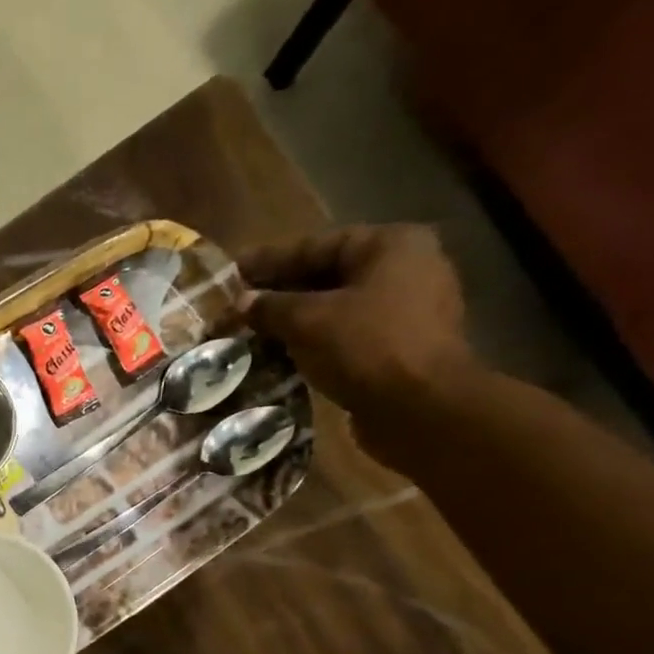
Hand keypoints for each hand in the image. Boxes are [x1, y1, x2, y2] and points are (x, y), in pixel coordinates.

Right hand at [240, 224, 481, 447]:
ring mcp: (408, 308)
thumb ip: (271, 307)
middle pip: (328, 274)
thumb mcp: (307, 321)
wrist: (420, 407)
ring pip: (336, 306)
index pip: (316, 245)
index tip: (232, 270)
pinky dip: (314, 339)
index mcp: (390, 245)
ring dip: (295, 318)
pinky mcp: (401, 345)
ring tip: (253, 329)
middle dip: (281, 291)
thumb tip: (241, 302)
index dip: (269, 260)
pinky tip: (282, 352)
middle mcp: (406, 268)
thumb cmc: (365, 347)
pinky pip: (347, 333)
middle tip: (237, 303)